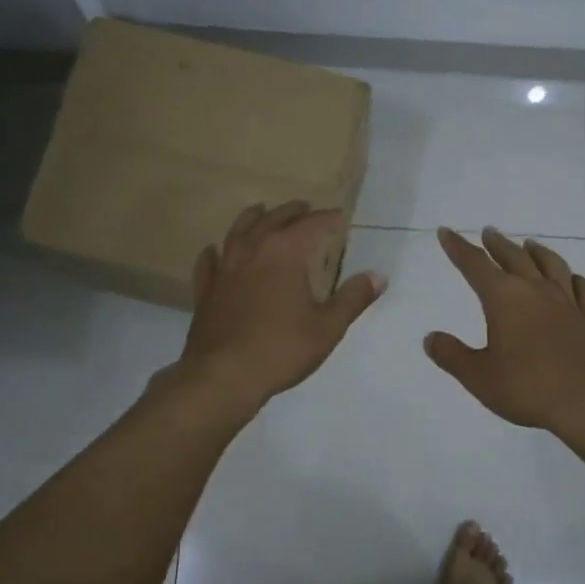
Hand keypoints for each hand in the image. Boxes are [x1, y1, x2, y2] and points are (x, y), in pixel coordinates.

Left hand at [175, 201, 385, 411]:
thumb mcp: (327, 327)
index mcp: (285, 254)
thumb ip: (352, 298)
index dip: (327, 218)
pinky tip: (214, 251)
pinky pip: (209, 262)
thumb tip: (378, 277)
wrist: (223, 376)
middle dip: (292, 212)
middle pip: (273, 220)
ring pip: (238, 232)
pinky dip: (214, 252)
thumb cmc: (281, 349)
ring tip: (261, 211)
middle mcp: (253, 251)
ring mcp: (225, 269)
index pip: (311, 225)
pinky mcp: (206, 290)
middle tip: (305, 208)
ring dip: (253, 218)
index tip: (340, 216)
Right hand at [424, 227, 584, 429]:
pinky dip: (575, 279)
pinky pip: (583, 290)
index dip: (458, 248)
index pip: (475, 265)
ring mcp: (567, 304)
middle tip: (488, 232)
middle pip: (514, 257)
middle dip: (497, 244)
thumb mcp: (478, 376)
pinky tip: (572, 279)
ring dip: (537, 252)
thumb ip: (452, 355)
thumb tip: (431, 338)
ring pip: (551, 265)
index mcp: (504, 298)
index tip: (447, 233)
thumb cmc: (526, 387)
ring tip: (529, 244)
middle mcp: (536, 291)